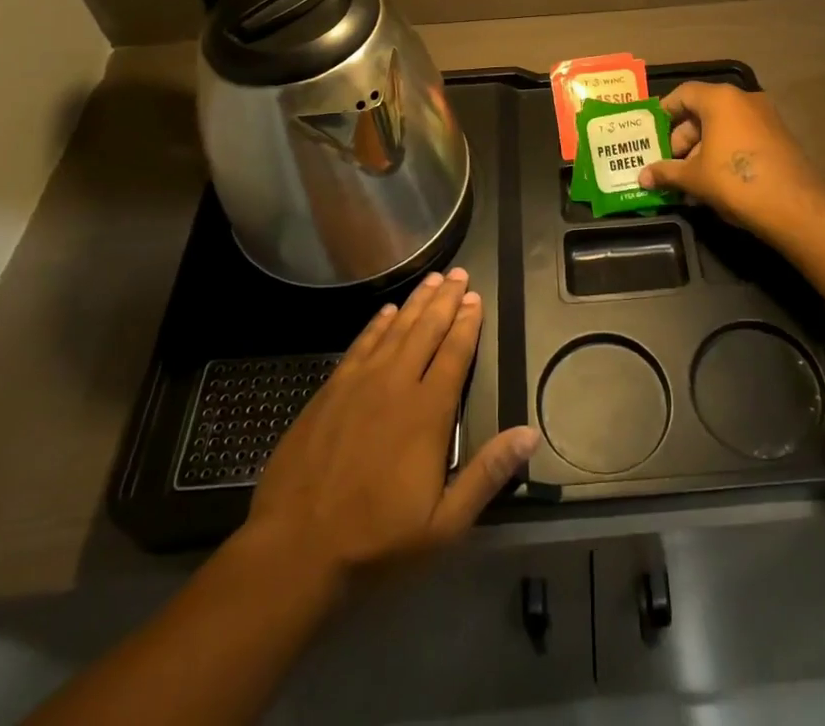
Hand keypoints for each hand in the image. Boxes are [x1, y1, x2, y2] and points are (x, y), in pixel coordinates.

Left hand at [241, 268, 539, 588]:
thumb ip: (487, 474)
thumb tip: (530, 435)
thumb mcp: (443, 525)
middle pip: (426, 330)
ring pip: (395, 330)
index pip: (454, 354)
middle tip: (459, 274)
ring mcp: (359, 384)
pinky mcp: (330, 391)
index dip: (467, 324)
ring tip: (432, 279)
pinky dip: (376, 324)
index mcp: (427, 412)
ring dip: (415, 302)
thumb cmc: (375, 541)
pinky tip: (386, 311)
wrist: (294, 550)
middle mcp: (396, 384)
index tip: (476, 298)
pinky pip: (360, 344)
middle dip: (445, 300)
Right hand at [638, 82, 824, 237]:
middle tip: (670, 163)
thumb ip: (666, 172)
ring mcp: (765, 117)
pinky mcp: (779, 137)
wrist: (795, 206)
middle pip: (703, 110)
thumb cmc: (735, 181)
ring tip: (689, 180)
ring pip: (723, 126)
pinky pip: (742, 136)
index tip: (652, 132)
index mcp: (720, 99)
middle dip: (683, 138)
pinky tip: (714, 182)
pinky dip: (724, 152)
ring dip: (702, 149)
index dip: (665, 111)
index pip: (684, 93)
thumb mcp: (694, 177)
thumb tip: (642, 177)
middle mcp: (744, 100)